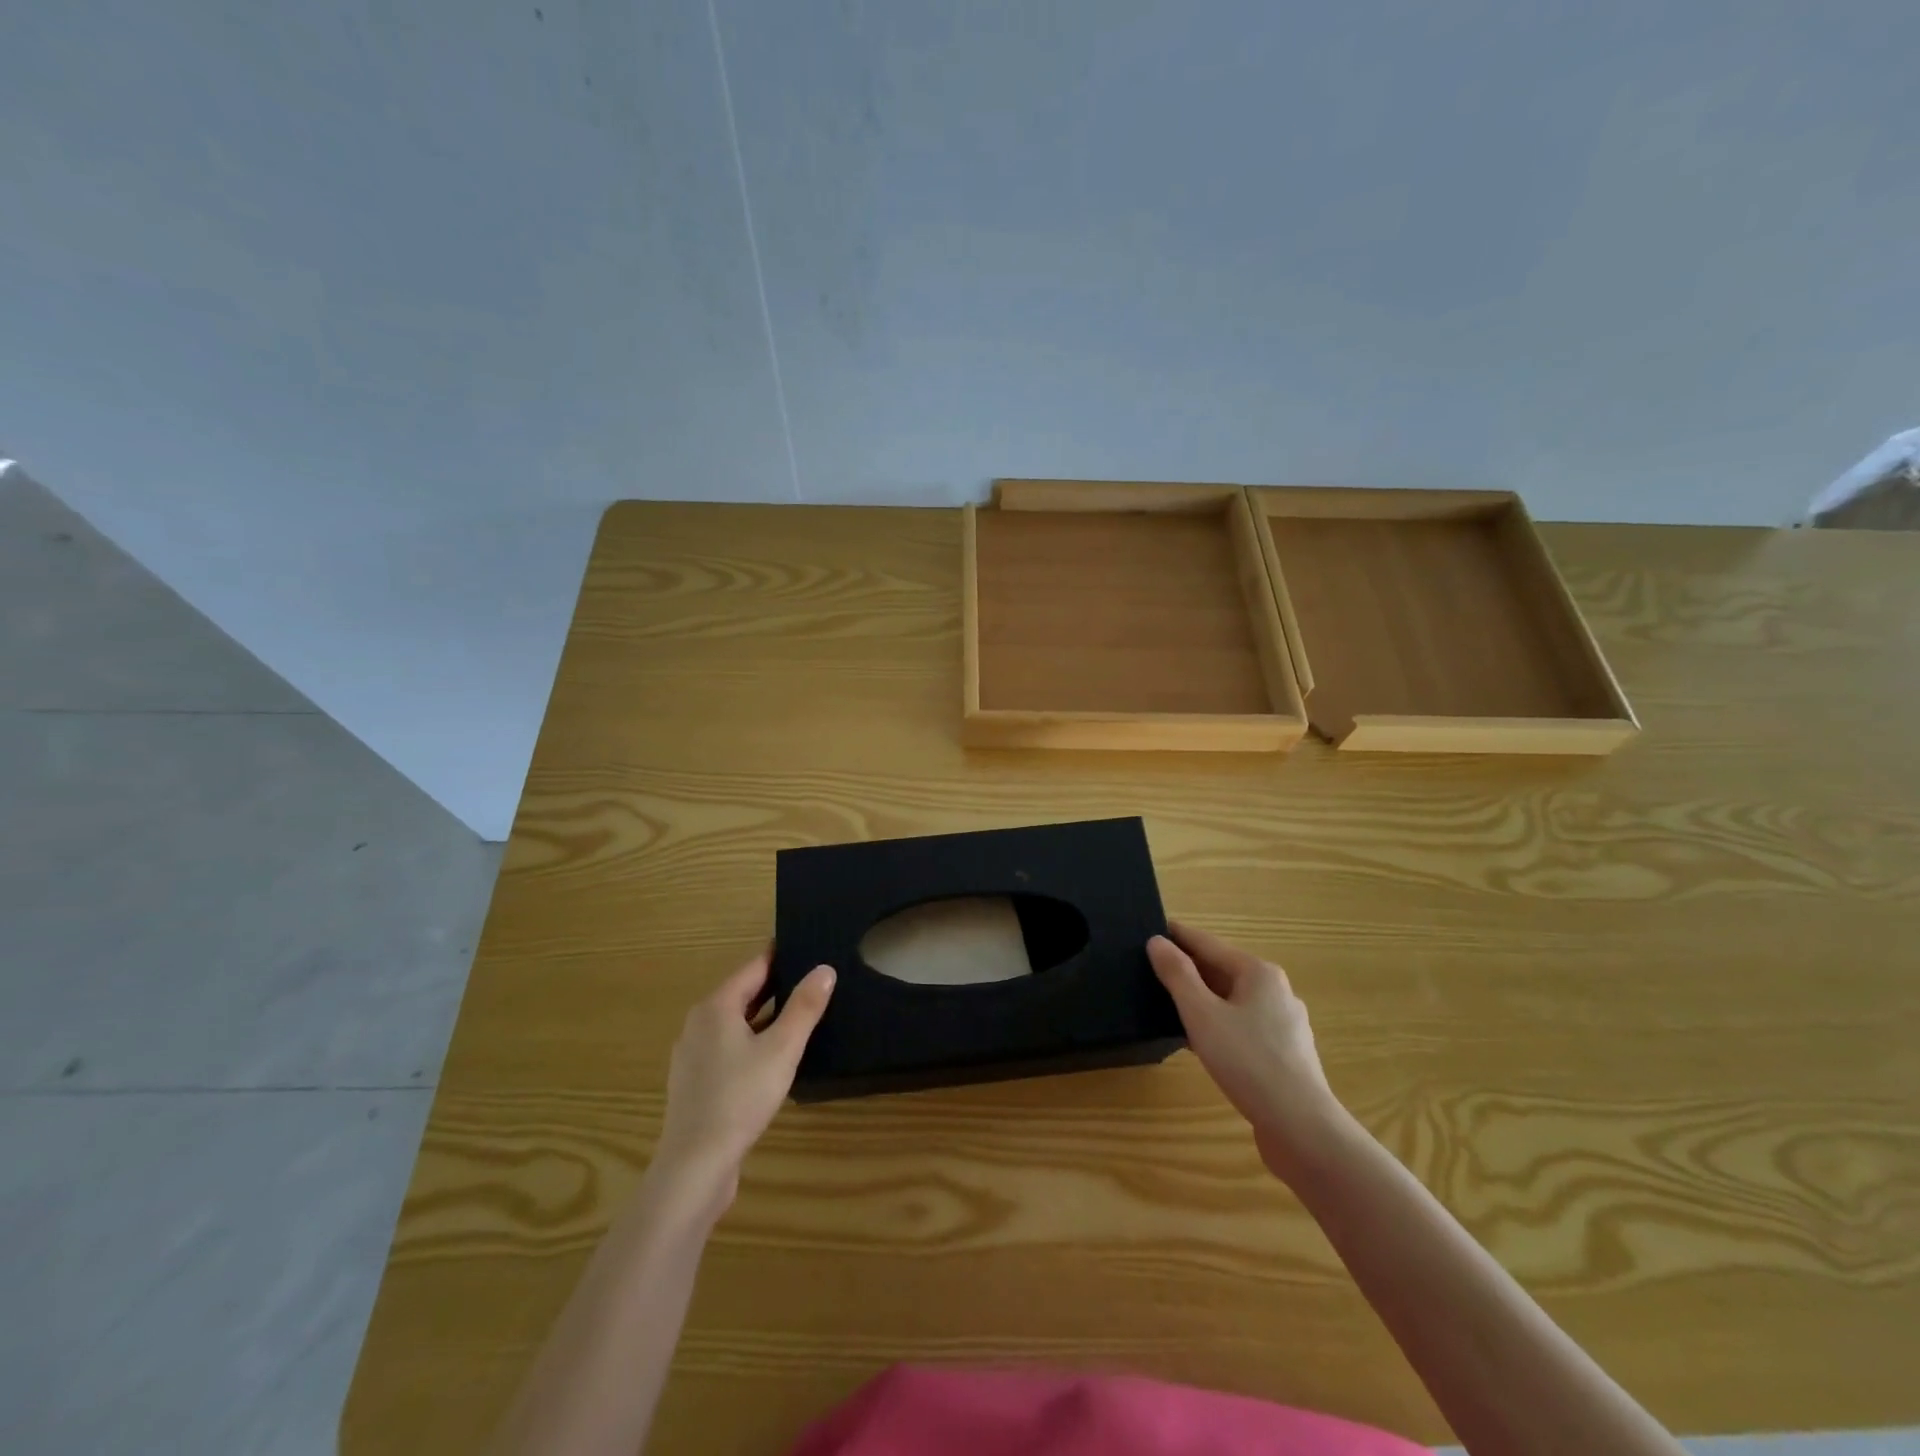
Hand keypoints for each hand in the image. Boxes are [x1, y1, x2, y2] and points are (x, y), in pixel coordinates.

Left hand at [649, 954, 835, 1221]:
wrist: (695, 1165)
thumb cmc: (740, 1097)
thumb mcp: (783, 1048)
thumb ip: (804, 1006)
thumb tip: (825, 969)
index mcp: (716, 1006)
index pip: (754, 966)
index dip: (782, 955)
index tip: (808, 947)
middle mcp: (699, 1023)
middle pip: (743, 992)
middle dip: (776, 984)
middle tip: (814, 979)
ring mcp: (693, 1054)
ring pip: (736, 1022)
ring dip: (765, 1015)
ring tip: (801, 1014)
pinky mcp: (696, 1082)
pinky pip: (728, 1047)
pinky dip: (752, 1040)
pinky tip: (774, 1056)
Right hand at [1147, 921, 1346, 1179]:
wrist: (1300, 1128)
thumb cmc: (1247, 1061)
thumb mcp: (1201, 1014)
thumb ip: (1177, 975)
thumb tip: (1157, 942)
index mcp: (1258, 972)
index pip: (1208, 943)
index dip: (1177, 936)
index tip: (1148, 929)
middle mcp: (1275, 991)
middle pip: (1222, 970)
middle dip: (1188, 969)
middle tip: (1149, 968)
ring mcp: (1283, 1024)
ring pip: (1231, 1000)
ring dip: (1200, 999)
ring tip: (1166, 1004)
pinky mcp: (1283, 1054)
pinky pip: (1241, 1026)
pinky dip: (1216, 1024)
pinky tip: (1196, 1040)